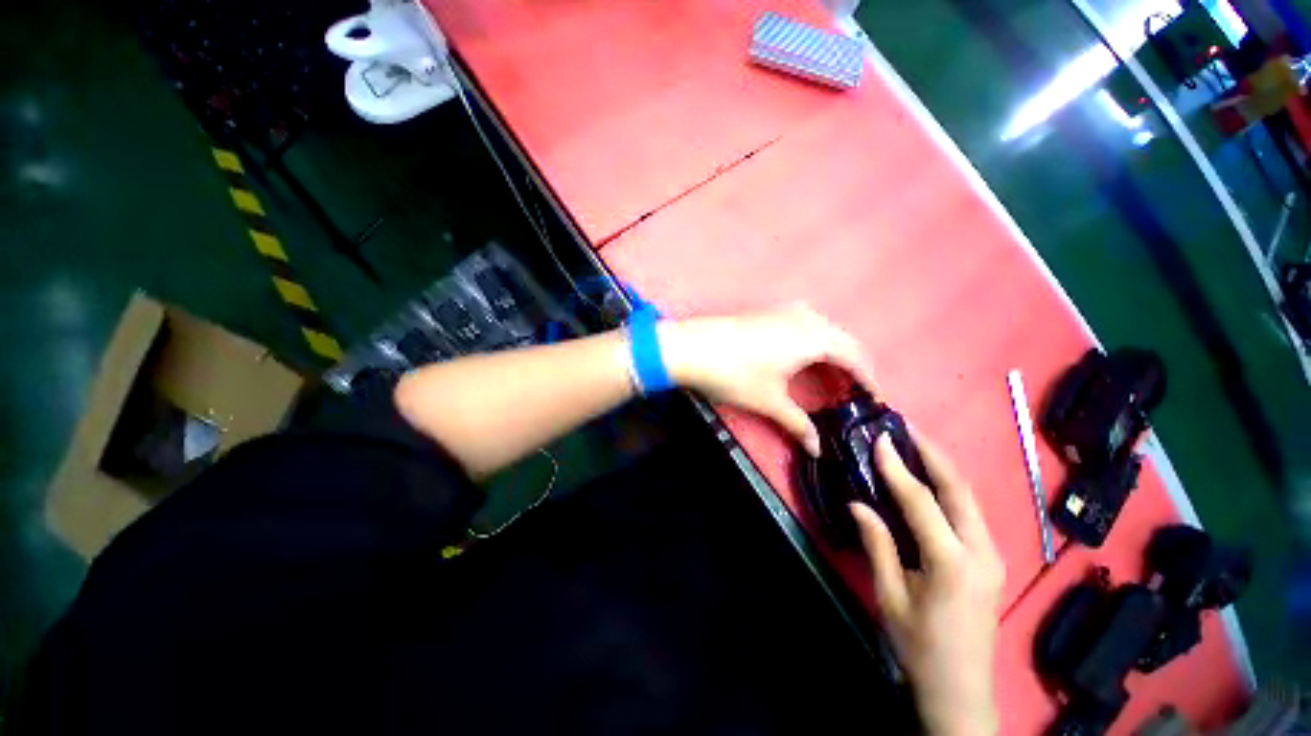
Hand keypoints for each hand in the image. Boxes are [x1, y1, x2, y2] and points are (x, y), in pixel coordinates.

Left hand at [657, 304, 874, 455]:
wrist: (691, 347)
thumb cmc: (735, 374)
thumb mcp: (770, 401)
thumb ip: (798, 424)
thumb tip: (817, 448)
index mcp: (814, 338)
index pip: (854, 357)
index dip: (867, 379)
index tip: (875, 398)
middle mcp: (805, 318)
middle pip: (842, 340)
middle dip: (853, 364)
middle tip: (855, 390)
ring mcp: (784, 312)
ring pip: (823, 330)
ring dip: (832, 350)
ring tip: (832, 375)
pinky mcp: (767, 313)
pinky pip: (804, 325)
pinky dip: (814, 342)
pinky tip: (803, 357)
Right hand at [851, 433, 1004, 735]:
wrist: (962, 690)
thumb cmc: (920, 646)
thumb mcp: (890, 596)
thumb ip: (877, 545)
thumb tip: (857, 504)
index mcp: (952, 563)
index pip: (921, 502)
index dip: (897, 468)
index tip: (879, 439)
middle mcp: (981, 552)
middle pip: (959, 490)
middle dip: (932, 454)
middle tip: (906, 428)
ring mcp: (992, 555)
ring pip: (969, 498)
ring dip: (942, 467)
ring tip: (916, 444)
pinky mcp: (991, 560)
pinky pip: (969, 513)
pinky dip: (948, 489)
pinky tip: (930, 480)